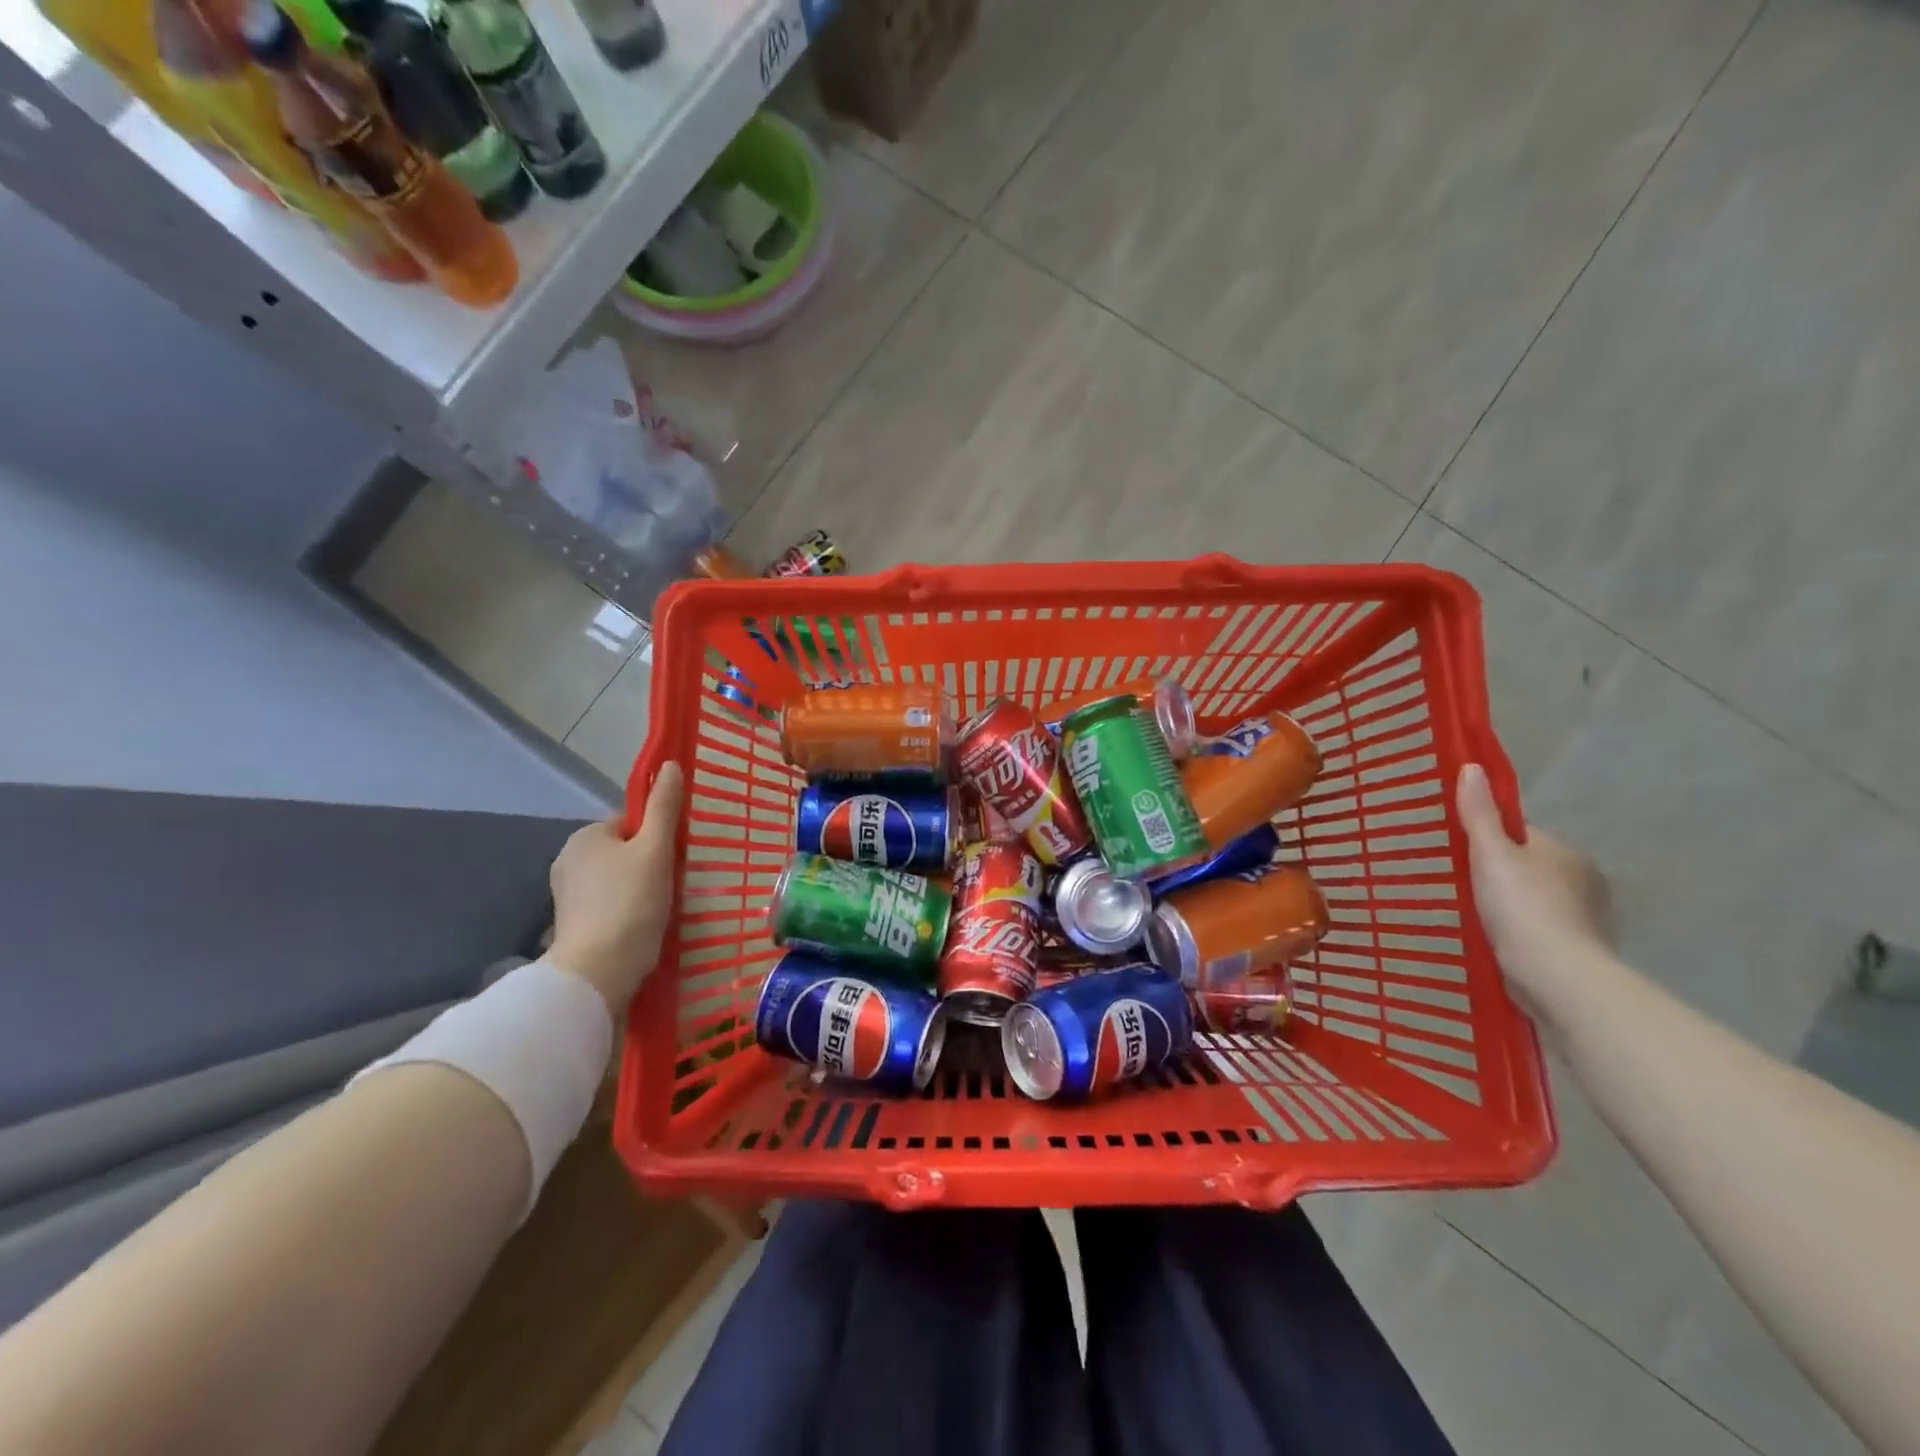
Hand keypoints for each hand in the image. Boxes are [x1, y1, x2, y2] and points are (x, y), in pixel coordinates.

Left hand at [549, 762, 684, 1015]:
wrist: (599, 971)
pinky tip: (645, 924)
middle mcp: (569, 861)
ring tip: (663, 907)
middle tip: (674, 883)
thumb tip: (671, 765)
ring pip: (618, 879)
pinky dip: (628, 910)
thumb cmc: (631, 902)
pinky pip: (610, 904)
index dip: (657, 836)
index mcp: (585, 837)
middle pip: (624, 851)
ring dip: (641, 888)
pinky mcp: (574, 925)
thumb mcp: (655, 849)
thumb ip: (664, 807)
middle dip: (649, 863)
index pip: (631, 823)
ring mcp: (568, 896)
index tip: (675, 856)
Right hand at [1456, 763, 1611, 1022]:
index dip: (1490, 840)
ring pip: (1535, 901)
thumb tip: (1471, 767)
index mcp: (1566, 852)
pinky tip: (1496, 941)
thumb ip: (1479, 814)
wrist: (1556, 975)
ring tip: (1473, 916)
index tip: (1461, 853)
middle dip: (1501, 875)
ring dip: (1511, 907)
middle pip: (1529, 867)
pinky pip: (1538, 931)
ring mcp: (1584, 919)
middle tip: (1460, 885)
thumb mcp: (1490, 853)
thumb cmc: (1521, 905)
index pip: (1522, 835)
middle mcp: (1583, 881)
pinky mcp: (1575, 951)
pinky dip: (1520, 933)